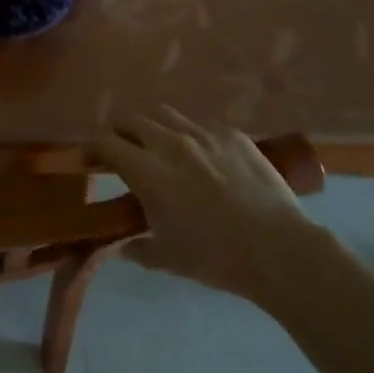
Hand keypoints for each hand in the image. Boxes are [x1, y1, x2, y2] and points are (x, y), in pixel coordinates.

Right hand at [94, 106, 328, 310]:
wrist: (279, 249)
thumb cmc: (216, 257)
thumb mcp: (168, 259)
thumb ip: (138, 249)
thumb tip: (120, 247)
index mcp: (147, 171)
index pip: (107, 143)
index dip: (95, 149)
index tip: (94, 160)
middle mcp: (169, 142)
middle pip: (132, 119)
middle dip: (121, 131)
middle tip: (125, 149)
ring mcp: (202, 134)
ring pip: (165, 113)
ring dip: (153, 125)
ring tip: (160, 143)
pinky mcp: (232, 134)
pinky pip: (201, 123)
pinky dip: (191, 133)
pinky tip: (201, 153)